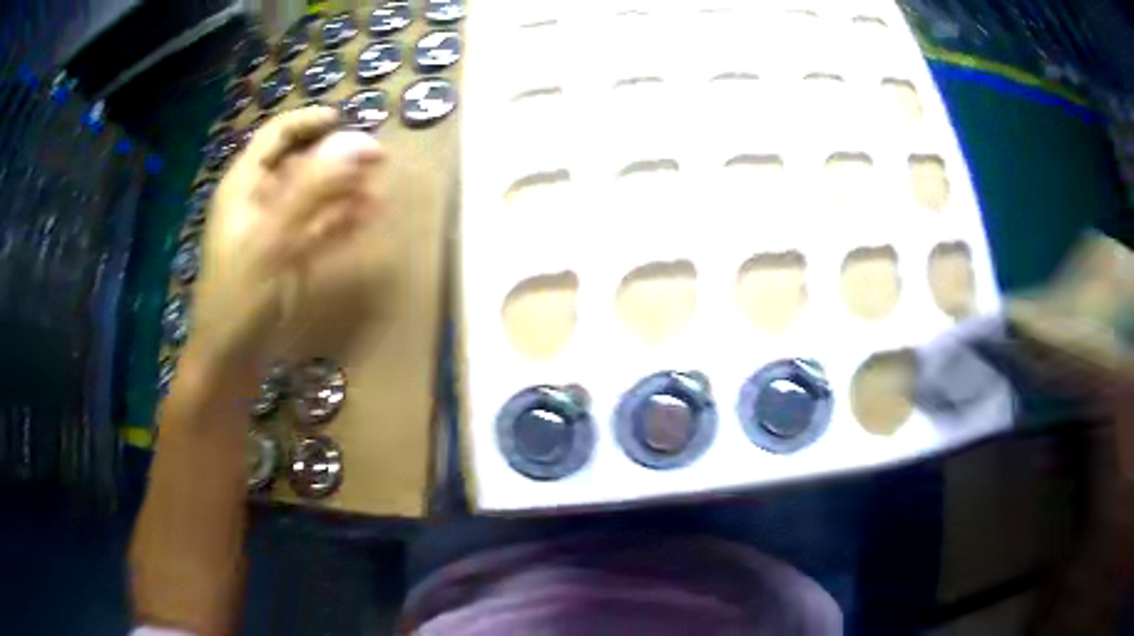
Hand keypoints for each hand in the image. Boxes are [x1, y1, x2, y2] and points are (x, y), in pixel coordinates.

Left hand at [191, 107, 385, 363]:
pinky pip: (316, 227)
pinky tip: (365, 218)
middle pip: (299, 163)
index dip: (310, 122)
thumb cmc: (240, 296)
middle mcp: (258, 200)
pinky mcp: (285, 256)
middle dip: (336, 157)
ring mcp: (273, 229)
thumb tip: (358, 142)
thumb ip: (314, 189)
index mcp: (244, 186)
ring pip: (312, 196)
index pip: (277, 135)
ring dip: (344, 189)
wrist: (230, 360)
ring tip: (379, 188)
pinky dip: (339, 220)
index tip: (347, 120)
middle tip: (378, 159)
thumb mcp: (273, 239)